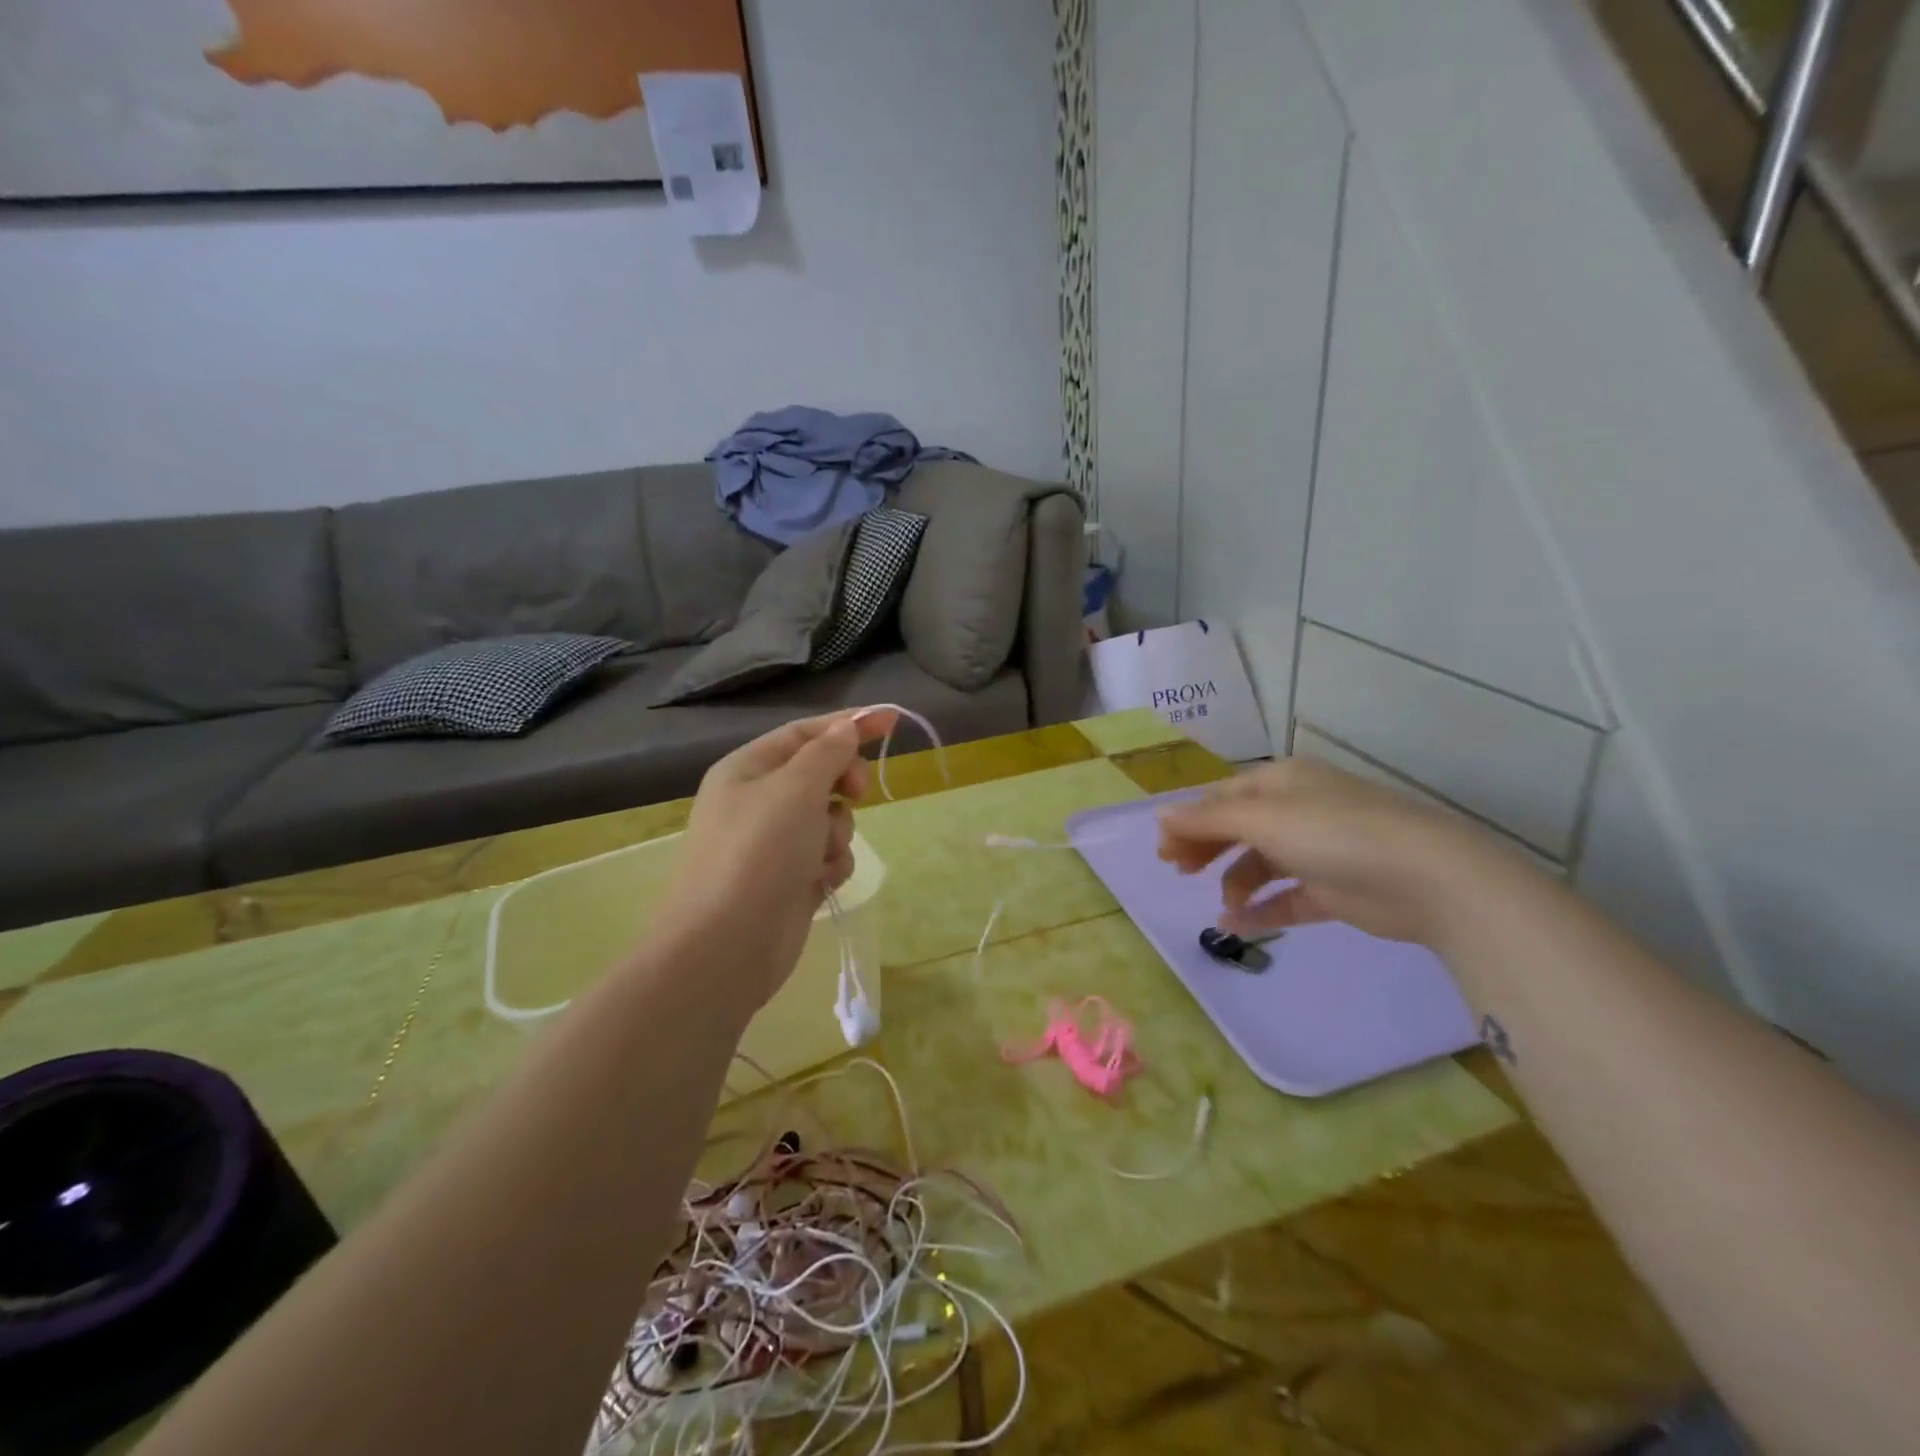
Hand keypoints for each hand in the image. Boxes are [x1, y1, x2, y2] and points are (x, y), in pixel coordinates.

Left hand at [659, 709, 895, 1005]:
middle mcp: (758, 801)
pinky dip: (831, 865)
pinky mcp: (790, 879)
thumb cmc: (758, 853)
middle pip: (821, 774)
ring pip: (831, 818)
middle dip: (843, 785)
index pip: (805, 733)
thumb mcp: (795, 789)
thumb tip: (846, 727)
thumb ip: (827, 753)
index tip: (892, 721)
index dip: (848, 725)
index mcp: (748, 769)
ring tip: (819, 855)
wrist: (726, 946)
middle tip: (856, 793)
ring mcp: (774, 843)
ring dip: (837, 832)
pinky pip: (828, 856)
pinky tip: (819, 882)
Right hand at [1157, 757, 1521, 946]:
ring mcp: (1317, 851)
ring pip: (1261, 864)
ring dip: (1234, 883)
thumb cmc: (1335, 833)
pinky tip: (1238, 926)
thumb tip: (1160, 814)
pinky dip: (1262, 910)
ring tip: (1221, 906)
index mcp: (1280, 783)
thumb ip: (1208, 820)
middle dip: (1206, 849)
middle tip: (1178, 872)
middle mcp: (1297, 810)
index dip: (1189, 821)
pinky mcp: (1334, 890)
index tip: (1162, 852)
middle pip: (1237, 828)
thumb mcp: (1263, 820)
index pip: (1221, 798)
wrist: (1429, 878)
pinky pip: (1286, 897)